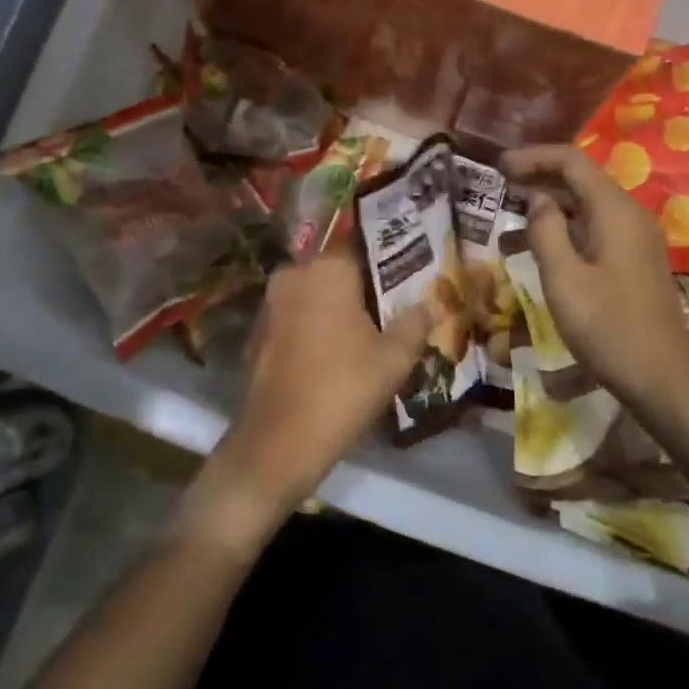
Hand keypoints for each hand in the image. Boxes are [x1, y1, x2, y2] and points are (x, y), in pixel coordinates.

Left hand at [188, 252, 429, 552]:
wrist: (278, 442)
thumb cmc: (342, 389)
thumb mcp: (394, 359)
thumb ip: (414, 324)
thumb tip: (429, 304)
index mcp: (326, 269)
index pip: (363, 246)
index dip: (389, 260)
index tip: (410, 274)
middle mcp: (294, 275)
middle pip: (338, 269)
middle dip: (364, 284)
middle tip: (396, 302)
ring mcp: (271, 304)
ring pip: (316, 293)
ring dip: (339, 305)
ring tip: (372, 326)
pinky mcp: (259, 332)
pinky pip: (298, 316)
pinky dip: (317, 324)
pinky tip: (338, 348)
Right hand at [501, 145, 688, 415]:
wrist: (664, 378)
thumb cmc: (609, 327)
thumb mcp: (564, 279)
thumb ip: (546, 231)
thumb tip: (537, 199)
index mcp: (615, 211)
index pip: (572, 161)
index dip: (533, 158)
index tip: (498, 168)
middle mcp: (629, 216)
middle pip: (580, 182)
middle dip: (537, 181)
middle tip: (497, 191)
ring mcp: (634, 241)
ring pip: (585, 210)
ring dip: (547, 212)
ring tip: (506, 228)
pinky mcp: (633, 263)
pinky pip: (594, 233)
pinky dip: (563, 234)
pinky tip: (536, 254)